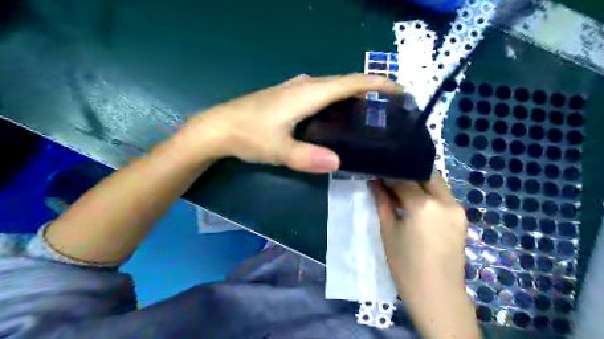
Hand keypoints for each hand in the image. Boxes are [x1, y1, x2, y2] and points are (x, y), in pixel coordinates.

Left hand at [182, 74, 401, 172]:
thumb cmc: (249, 135)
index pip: (350, 82)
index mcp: (308, 94)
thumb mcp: (279, 150)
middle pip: (344, 82)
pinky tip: (338, 116)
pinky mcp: (288, 96)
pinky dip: (336, 100)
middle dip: (370, 89)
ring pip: (332, 87)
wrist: (219, 127)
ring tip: (369, 112)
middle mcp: (305, 85)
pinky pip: (321, 93)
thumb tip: (339, 164)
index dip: (377, 83)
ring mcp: (295, 89)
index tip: (399, 90)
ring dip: (353, 94)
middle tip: (388, 107)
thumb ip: (307, 157)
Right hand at [369, 176, 465, 297]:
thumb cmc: (405, 265)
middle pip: (425, 174)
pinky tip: (416, 202)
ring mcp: (457, 208)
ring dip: (419, 181)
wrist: (437, 295)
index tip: (377, 173)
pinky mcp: (461, 217)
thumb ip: (383, 202)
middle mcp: (445, 201)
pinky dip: (429, 192)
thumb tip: (374, 182)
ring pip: (436, 182)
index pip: (403, 179)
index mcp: (423, 205)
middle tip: (390, 178)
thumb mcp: (389, 231)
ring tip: (401, 189)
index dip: (388, 175)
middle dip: (407, 172)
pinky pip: (443, 195)